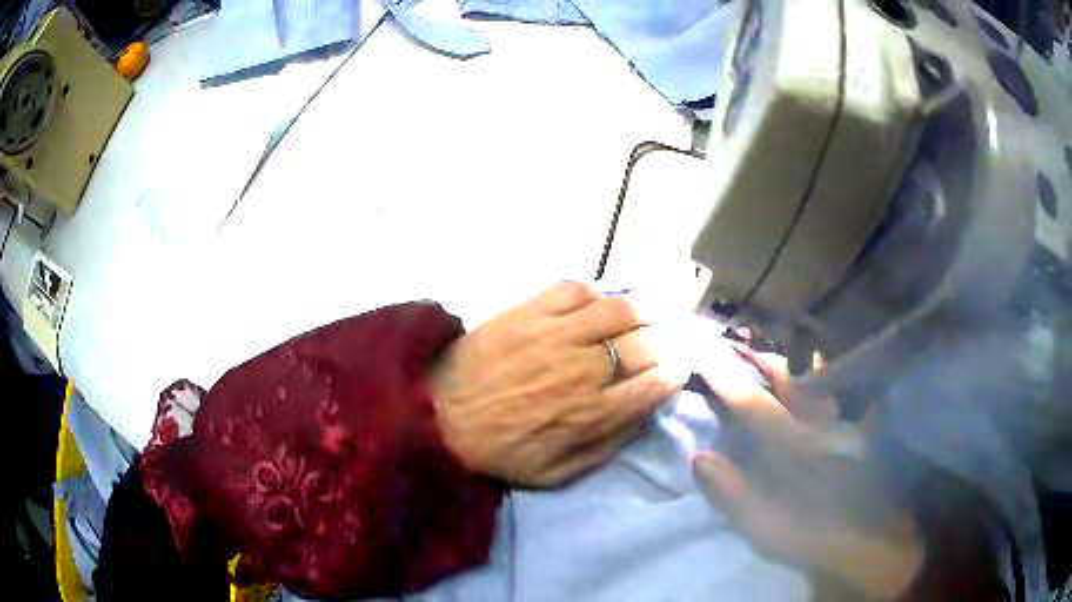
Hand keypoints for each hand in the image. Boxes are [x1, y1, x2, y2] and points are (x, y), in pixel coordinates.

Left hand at [430, 281, 689, 486]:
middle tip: (683, 330)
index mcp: (592, 414)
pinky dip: (592, 292)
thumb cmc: (498, 451)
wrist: (435, 418)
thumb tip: (642, 416)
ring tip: (656, 307)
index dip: (676, 371)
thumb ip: (606, 446)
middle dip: (674, 336)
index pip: (654, 385)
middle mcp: (583, 370)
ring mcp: (555, 335)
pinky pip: (572, 289)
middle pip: (646, 344)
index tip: (683, 365)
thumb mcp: (556, 473)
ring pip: (618, 310)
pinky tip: (596, 301)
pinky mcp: (527, 312)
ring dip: (646, 307)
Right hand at [691, 340, 922, 600]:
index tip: (704, 357)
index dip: (727, 381)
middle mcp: (822, 423)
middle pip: (788, 378)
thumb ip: (733, 495)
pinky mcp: (863, 423)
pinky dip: (831, 369)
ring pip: (819, 374)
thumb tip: (699, 457)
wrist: (868, 539)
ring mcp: (846, 419)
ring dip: (794, 354)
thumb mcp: (766, 530)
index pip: (754, 407)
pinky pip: (848, 385)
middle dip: (760, 356)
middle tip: (736, 340)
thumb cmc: (812, 537)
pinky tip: (821, 361)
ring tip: (774, 339)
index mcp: (795, 448)